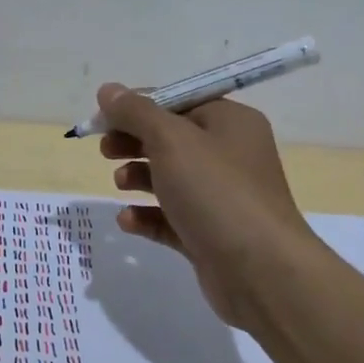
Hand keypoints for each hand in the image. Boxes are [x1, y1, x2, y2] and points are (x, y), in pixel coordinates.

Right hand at [96, 83, 318, 326]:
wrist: (262, 272)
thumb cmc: (216, 192)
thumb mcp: (171, 140)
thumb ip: (136, 112)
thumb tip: (107, 90)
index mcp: (230, 122)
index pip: (177, 101)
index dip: (136, 106)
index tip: (101, 119)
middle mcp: (229, 154)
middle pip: (171, 138)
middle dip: (134, 141)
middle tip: (105, 150)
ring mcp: (222, 197)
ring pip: (170, 178)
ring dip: (138, 176)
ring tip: (119, 183)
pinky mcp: (211, 234)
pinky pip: (172, 217)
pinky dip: (147, 215)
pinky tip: (127, 220)